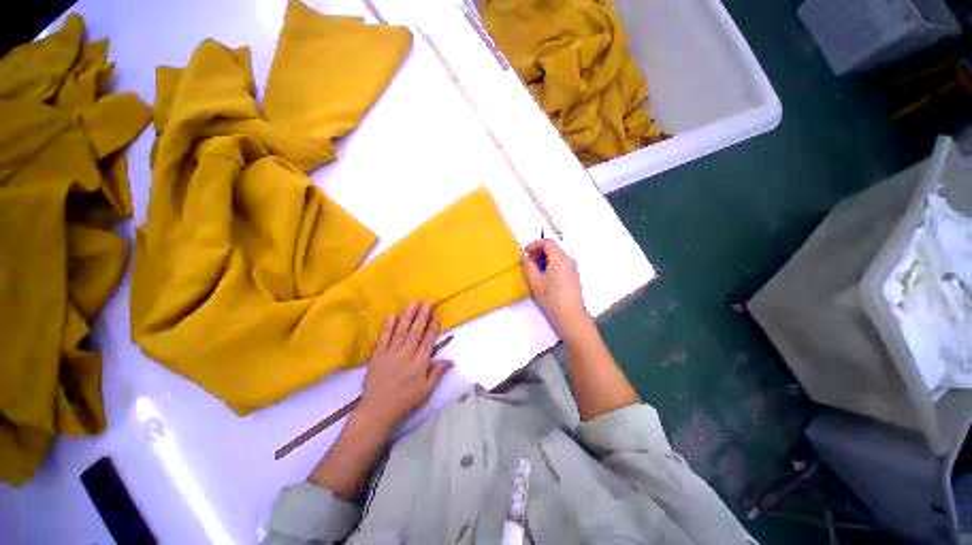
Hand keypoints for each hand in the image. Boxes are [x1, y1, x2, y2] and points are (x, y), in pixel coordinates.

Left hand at [356, 302, 452, 432]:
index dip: (432, 327)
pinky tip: (393, 316)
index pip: (427, 342)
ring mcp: (390, 356)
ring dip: (407, 317)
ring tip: (412, 303)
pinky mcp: (376, 357)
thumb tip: (450, 360)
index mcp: (418, 366)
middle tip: (426, 302)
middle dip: (422, 316)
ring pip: (400, 332)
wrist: (376, 412)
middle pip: (415, 333)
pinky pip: (383, 339)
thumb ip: (437, 373)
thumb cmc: (405, 402)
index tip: (435, 314)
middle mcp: (405, 357)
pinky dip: (388, 327)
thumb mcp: (426, 391)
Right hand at [522, 239, 590, 337]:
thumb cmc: (551, 298)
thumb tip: (527, 258)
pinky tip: (544, 277)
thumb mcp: (535, 282)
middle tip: (528, 262)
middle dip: (539, 252)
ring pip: (557, 256)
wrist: (570, 316)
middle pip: (553, 248)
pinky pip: (561, 264)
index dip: (534, 244)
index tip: (526, 253)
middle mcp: (569, 260)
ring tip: (535, 271)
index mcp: (560, 258)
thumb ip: (529, 266)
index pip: (547, 242)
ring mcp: (573, 268)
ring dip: (544, 259)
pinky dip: (551, 265)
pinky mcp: (574, 276)